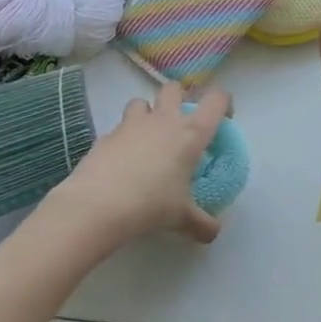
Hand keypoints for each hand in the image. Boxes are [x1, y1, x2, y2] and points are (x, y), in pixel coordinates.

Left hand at [55, 83, 228, 246]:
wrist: (97, 206)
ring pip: (142, 102)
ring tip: (146, 139)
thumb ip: (201, 223)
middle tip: (179, 124)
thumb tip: (213, 233)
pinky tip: (120, 163)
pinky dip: (122, 139)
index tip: (222, 119)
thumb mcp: (181, 218)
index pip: (217, 100)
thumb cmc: (151, 205)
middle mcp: (164, 120)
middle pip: (174, 88)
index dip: (223, 103)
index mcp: (191, 133)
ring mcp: (132, 124)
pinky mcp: (105, 136)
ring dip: (147, 114)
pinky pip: (118, 129)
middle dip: (178, 99)